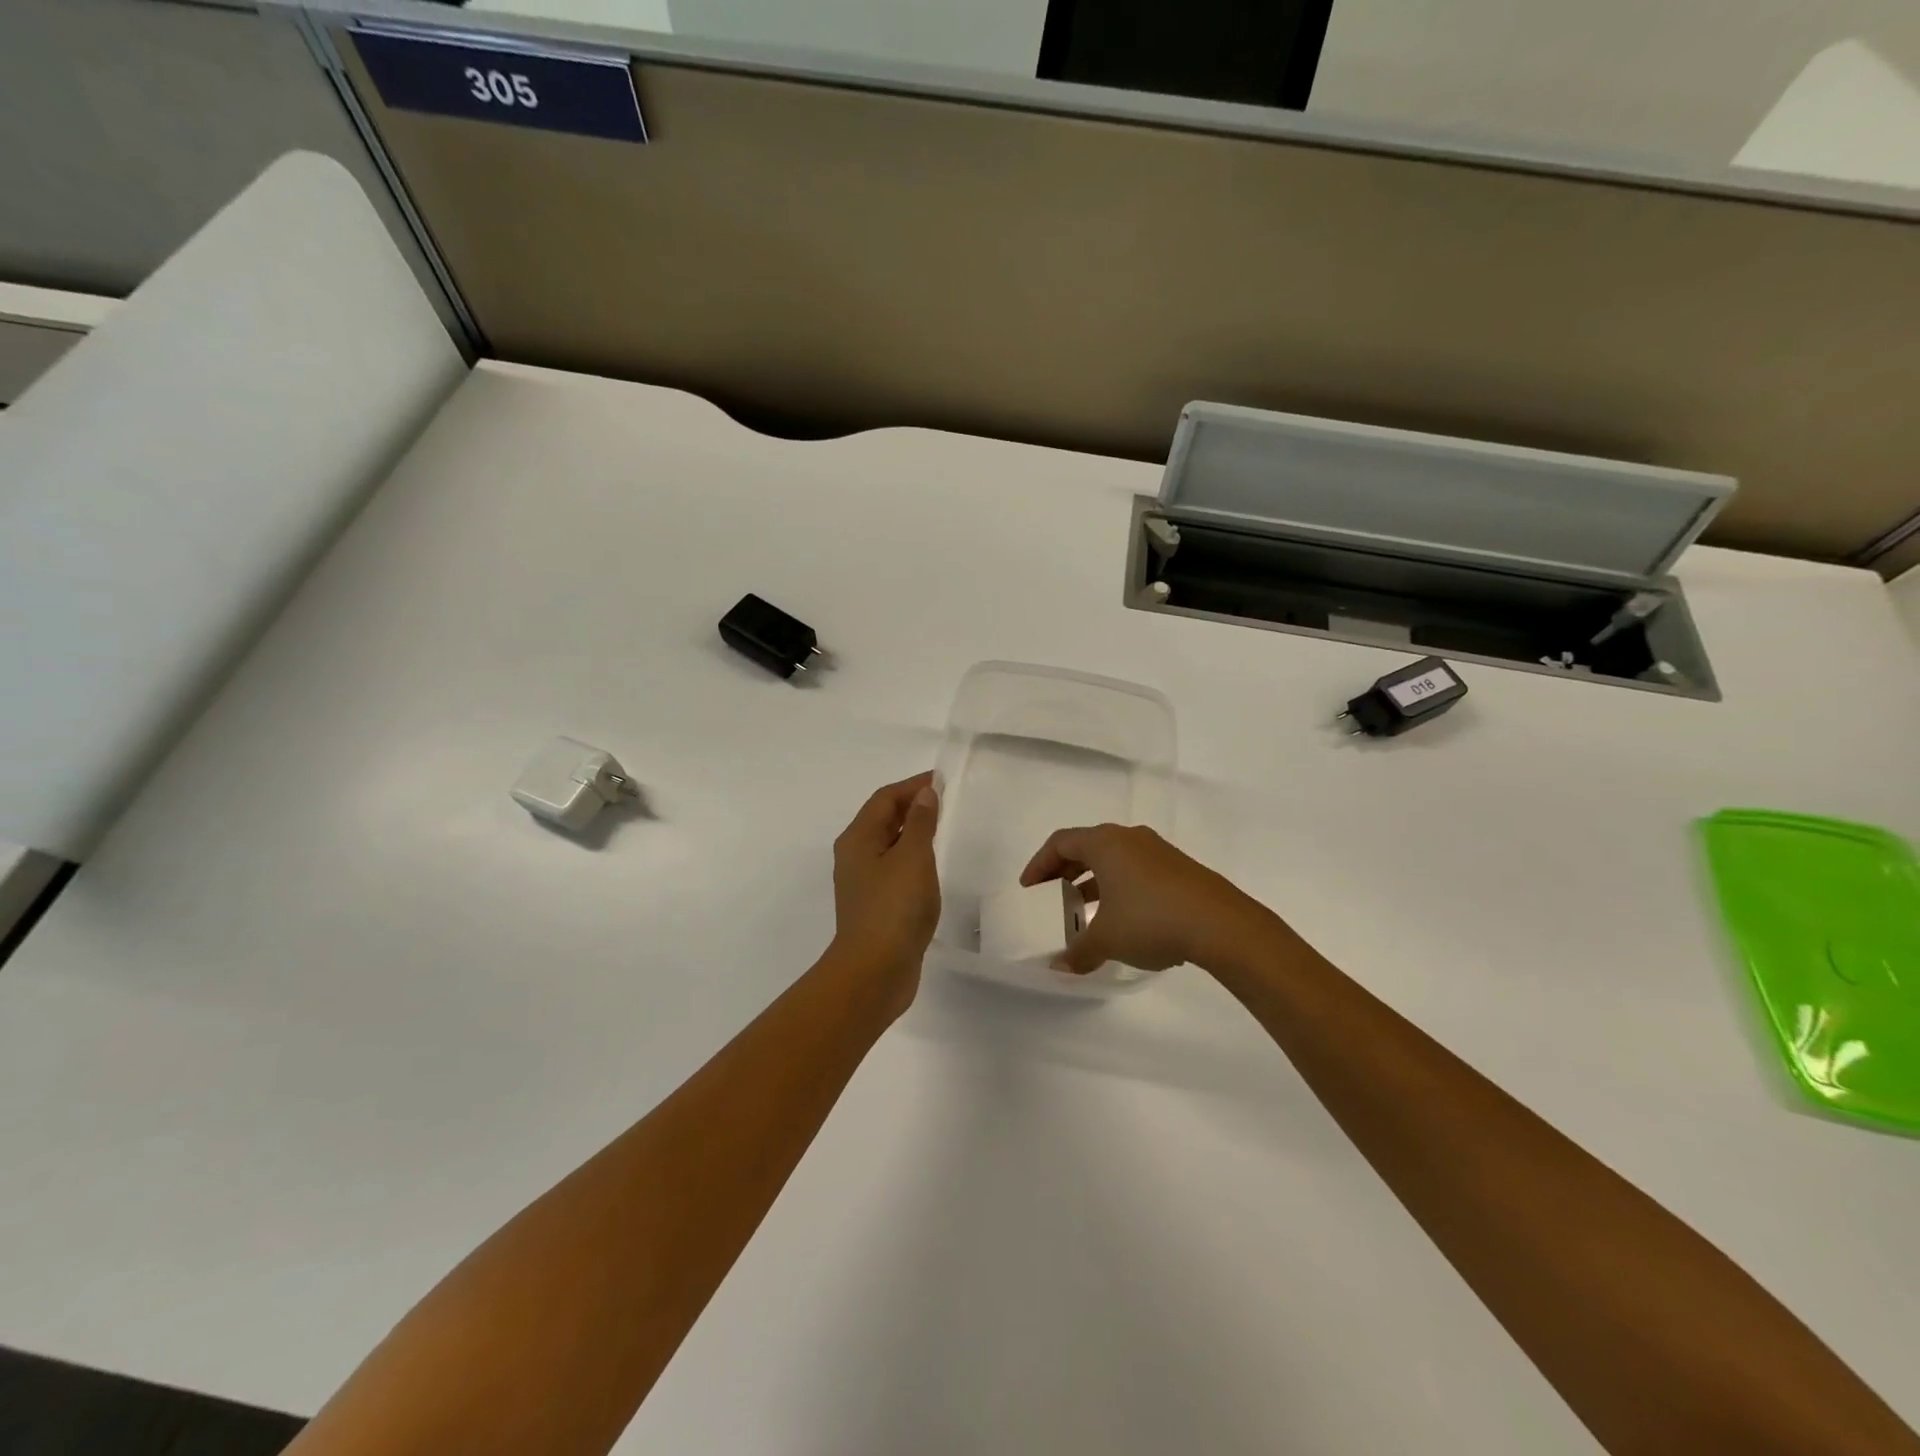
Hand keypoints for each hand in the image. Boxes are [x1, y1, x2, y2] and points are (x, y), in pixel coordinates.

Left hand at [830, 772, 941, 1013]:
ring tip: (940, 827)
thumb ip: (921, 822)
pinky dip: (911, 857)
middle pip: (882, 819)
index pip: (884, 799)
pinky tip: (929, 866)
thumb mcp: (913, 857)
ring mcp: (863, 882)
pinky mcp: (874, 905)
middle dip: (910, 805)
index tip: (941, 780)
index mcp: (858, 838)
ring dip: (911, 831)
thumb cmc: (894, 907)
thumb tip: (924, 793)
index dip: (912, 786)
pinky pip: (893, 867)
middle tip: (943, 800)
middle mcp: (855, 856)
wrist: (874, 971)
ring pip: (888, 844)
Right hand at [1020, 824, 1269, 975]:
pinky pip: (1138, 871)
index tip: (1029, 888)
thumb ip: (1078, 952)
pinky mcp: (1180, 869)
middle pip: (1087, 847)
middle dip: (1067, 872)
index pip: (1061, 842)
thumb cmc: (1151, 920)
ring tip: (1087, 913)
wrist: (1222, 925)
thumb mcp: (1107, 939)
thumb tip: (1059, 968)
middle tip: (1055, 896)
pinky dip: (1121, 889)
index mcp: (1105, 843)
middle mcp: (1130, 838)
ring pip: (1115, 860)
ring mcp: (1159, 852)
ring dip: (1095, 882)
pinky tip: (1125, 921)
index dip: (1040, 863)